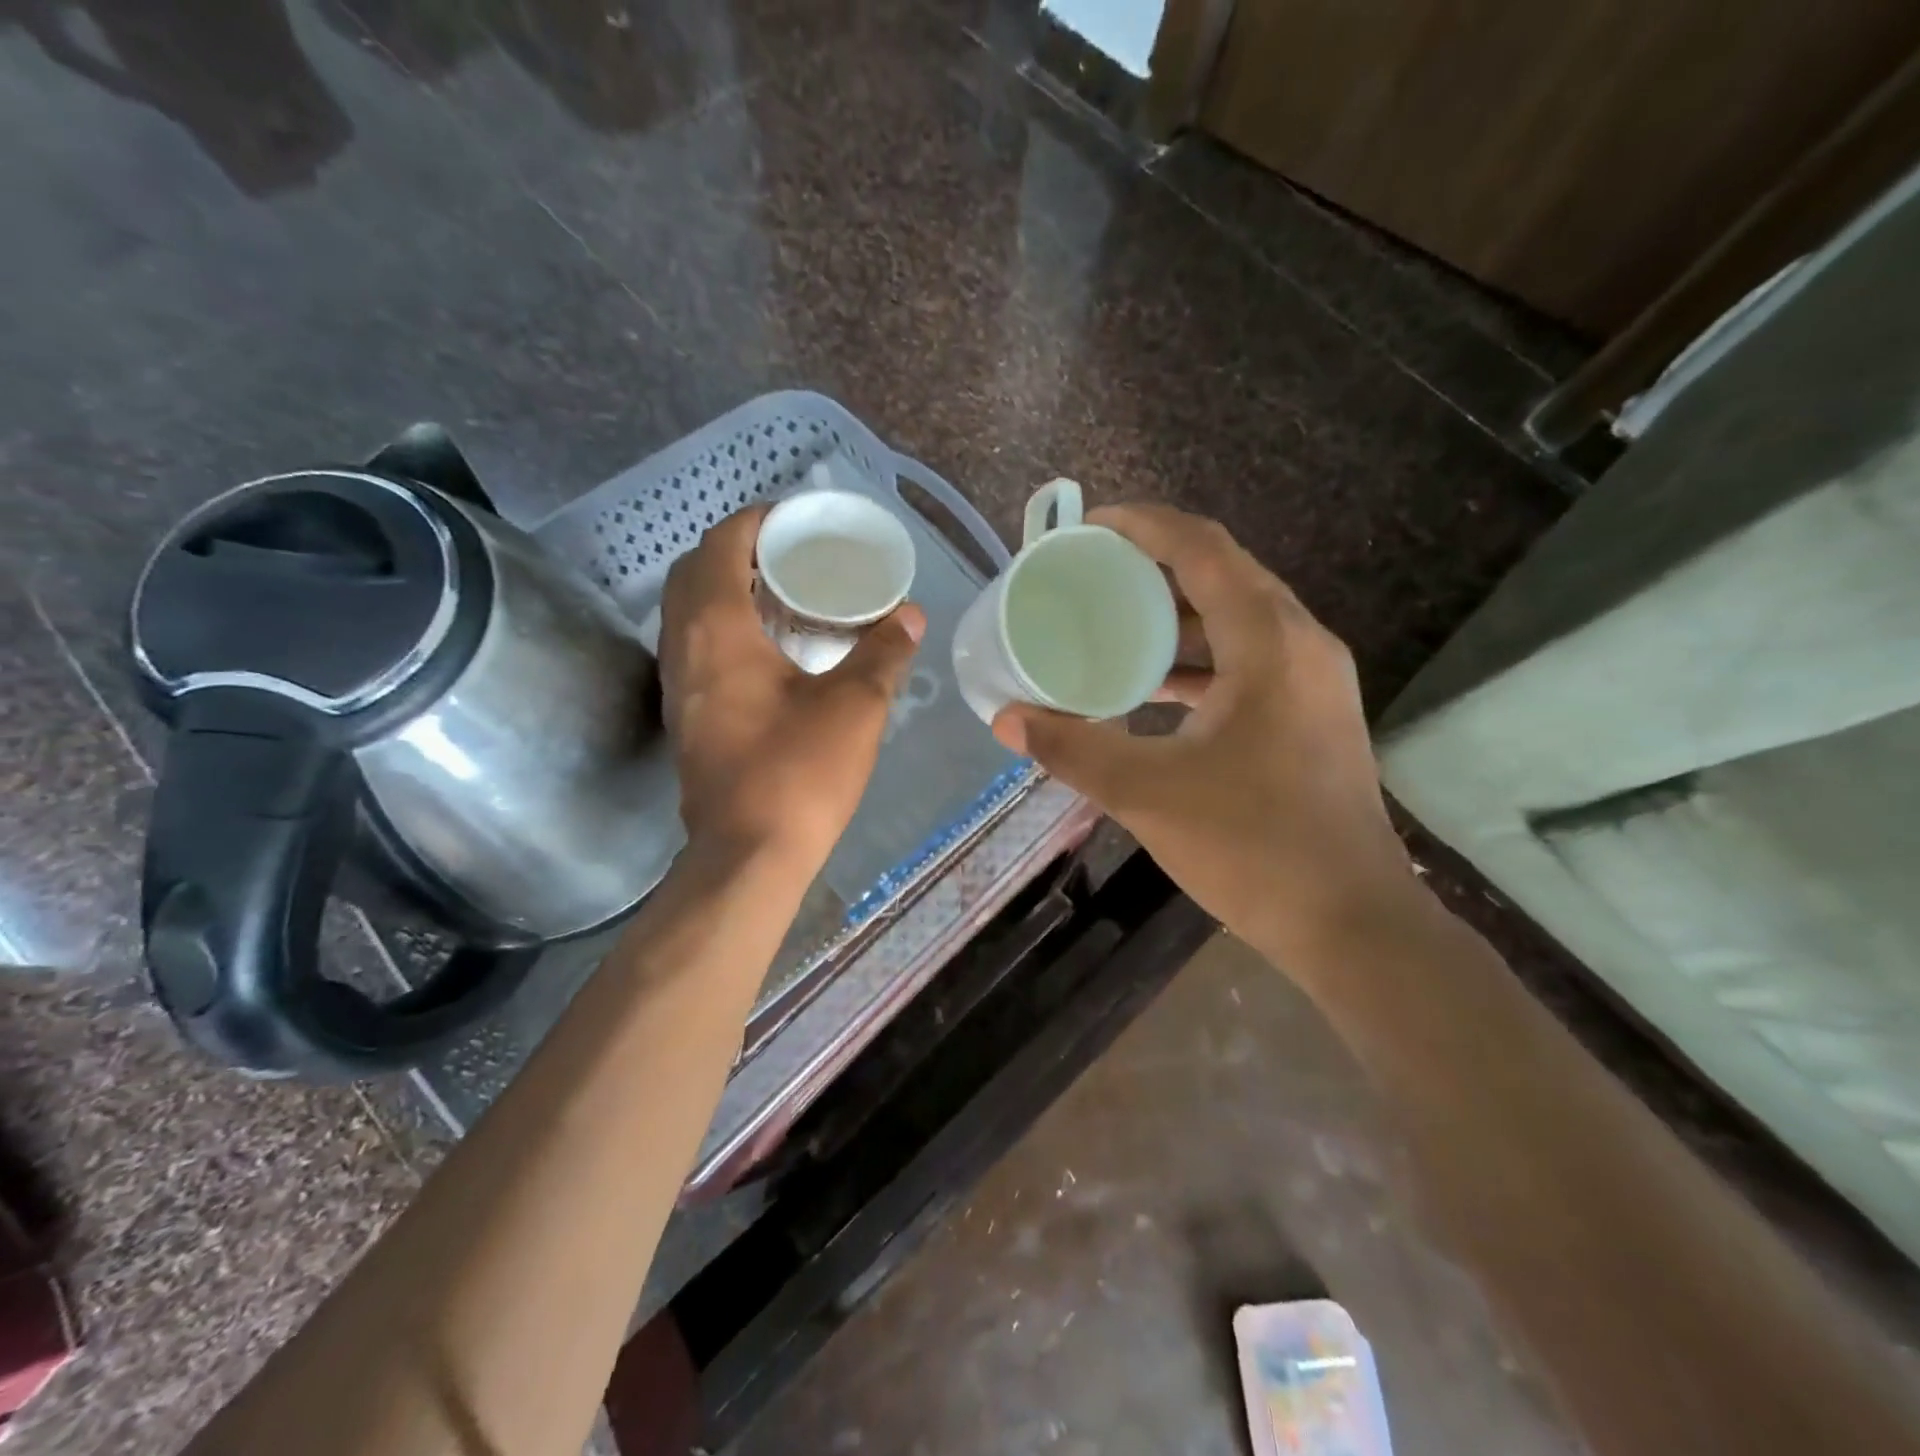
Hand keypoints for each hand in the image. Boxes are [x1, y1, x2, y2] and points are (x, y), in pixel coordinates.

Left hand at [659, 505, 924, 872]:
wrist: (748, 855)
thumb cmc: (799, 772)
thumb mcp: (855, 706)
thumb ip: (884, 652)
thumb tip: (910, 616)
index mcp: (717, 628)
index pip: (721, 545)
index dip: (755, 522)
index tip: (794, 521)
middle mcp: (683, 647)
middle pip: (695, 572)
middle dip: (737, 551)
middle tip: (790, 556)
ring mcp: (676, 685)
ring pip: (689, 612)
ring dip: (726, 590)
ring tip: (782, 595)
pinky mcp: (684, 716)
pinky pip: (695, 646)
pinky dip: (723, 627)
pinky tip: (769, 650)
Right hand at [991, 505, 1410, 962]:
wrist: (1351, 922)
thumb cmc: (1253, 848)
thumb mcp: (1147, 793)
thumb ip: (1072, 748)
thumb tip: (1007, 719)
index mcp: (1269, 643)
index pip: (1202, 549)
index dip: (1142, 525)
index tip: (1087, 527)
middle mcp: (1302, 644)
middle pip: (1223, 575)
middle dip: (1153, 567)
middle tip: (1091, 575)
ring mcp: (1314, 681)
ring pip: (1237, 620)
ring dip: (1177, 616)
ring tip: (1112, 625)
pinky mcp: (1312, 715)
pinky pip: (1249, 660)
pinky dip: (1199, 660)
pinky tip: (1153, 687)